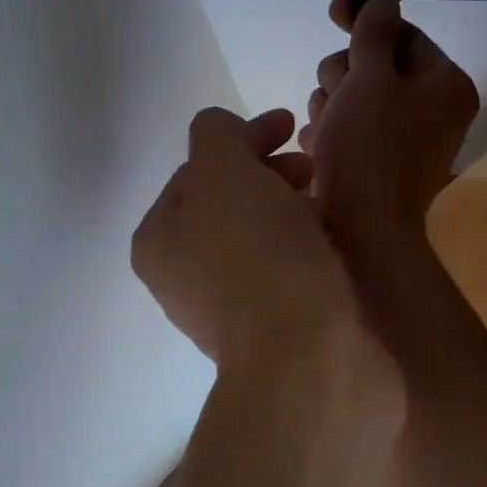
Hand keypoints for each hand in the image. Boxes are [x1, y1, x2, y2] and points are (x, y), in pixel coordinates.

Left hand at [132, 106, 357, 366]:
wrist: (309, 361)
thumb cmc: (258, 254)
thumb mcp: (223, 170)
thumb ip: (215, 134)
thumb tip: (225, 135)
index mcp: (157, 239)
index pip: (197, 167)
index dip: (242, 139)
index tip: (288, 125)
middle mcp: (182, 275)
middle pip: (226, 200)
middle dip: (267, 171)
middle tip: (309, 167)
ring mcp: (226, 308)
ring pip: (257, 234)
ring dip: (287, 206)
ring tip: (323, 201)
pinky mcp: (271, 331)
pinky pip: (283, 267)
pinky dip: (301, 242)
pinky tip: (329, 239)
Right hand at [300, 0, 478, 247]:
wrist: (361, 233)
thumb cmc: (368, 149)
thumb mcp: (369, 79)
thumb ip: (374, 33)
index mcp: (445, 85)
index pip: (405, 35)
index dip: (367, 21)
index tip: (333, 10)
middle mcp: (433, 111)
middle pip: (377, 67)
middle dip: (344, 76)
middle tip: (333, 97)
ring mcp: (406, 142)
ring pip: (356, 99)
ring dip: (332, 106)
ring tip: (324, 131)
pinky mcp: (379, 166)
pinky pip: (350, 131)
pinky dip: (331, 134)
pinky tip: (318, 148)